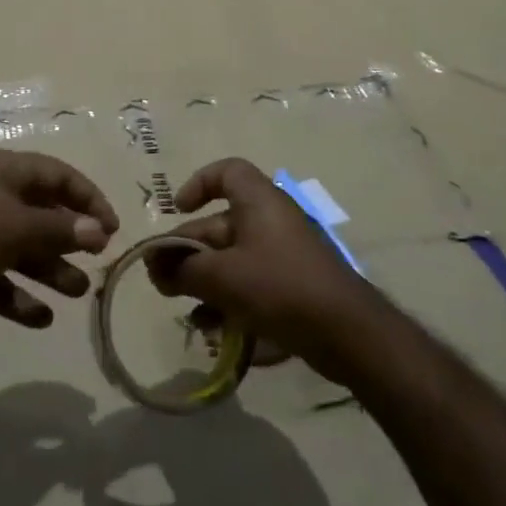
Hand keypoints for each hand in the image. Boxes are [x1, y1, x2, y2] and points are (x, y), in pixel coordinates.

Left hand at [0, 149, 119, 328]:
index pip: (57, 176)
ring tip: (78, 293)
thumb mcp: (14, 226)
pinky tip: (40, 320)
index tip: (113, 228)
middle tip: (97, 261)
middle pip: (40, 213)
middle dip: (69, 237)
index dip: (88, 198)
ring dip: (49, 269)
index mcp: (5, 172)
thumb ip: (58, 229)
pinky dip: (17, 297)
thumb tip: (98, 230)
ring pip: (21, 249)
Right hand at [151, 158, 385, 382]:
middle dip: (189, 251)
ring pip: (234, 261)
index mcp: (258, 201)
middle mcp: (271, 221)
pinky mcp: (293, 288)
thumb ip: (184, 271)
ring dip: (205, 282)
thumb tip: (156, 267)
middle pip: (221, 224)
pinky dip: (230, 302)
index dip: (199, 184)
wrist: (349, 334)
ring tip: (184, 310)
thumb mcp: (224, 277)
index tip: (177, 210)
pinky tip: (213, 332)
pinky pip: (252, 286)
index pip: (227, 171)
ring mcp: (284, 256)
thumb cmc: (281, 287)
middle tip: (161, 279)